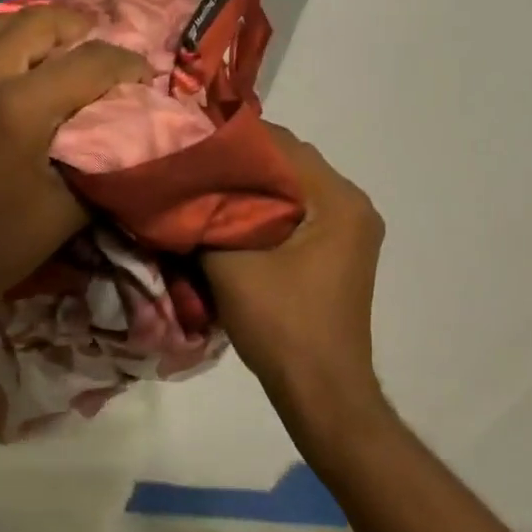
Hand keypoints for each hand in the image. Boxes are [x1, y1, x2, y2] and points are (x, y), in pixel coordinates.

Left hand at [0, 6, 148, 344]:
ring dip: (40, 30)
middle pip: (37, 22)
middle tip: (103, 48)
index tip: (144, 76)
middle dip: (79, 28)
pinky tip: (26, 71)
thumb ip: (100, 161)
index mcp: (18, 109)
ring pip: (0, 26)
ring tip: (67, 50)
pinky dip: (10, 45)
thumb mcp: (65, 211)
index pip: (87, 63)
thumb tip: (126, 132)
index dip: (125, 64)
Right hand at [203, 126, 389, 434]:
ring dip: (253, 187)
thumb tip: (178, 192)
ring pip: (293, 189)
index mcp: (338, 200)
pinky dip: (268, 209)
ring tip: (207, 188)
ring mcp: (351, 230)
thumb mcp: (230, 266)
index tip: (191, 141)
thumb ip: (204, 219)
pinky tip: (232, 218)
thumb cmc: (282, 325)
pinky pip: (300, 213)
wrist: (322, 392)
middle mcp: (353, 205)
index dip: (232, 139)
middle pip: (290, 164)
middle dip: (241, 162)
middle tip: (195, 164)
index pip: (281, 145)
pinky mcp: (340, 252)